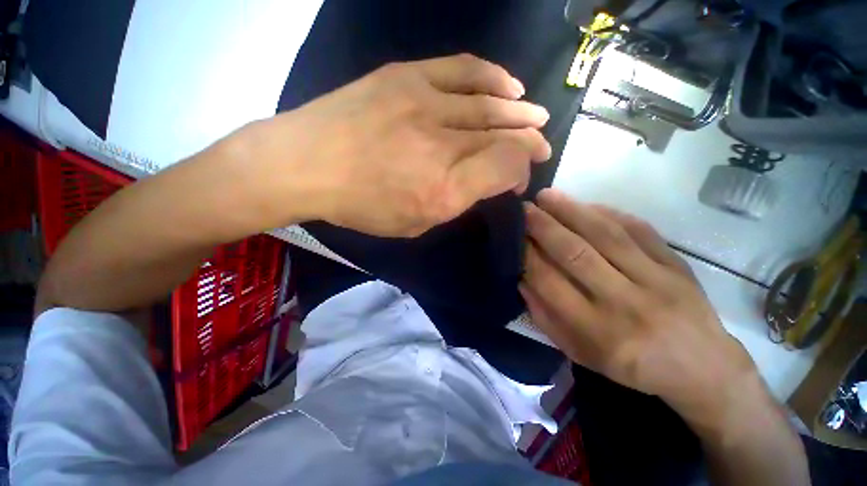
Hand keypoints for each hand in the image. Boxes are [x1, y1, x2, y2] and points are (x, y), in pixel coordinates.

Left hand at [240, 54, 551, 236]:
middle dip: (529, 142)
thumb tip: (481, 182)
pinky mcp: (408, 77)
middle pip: (504, 136)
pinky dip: (493, 78)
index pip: (506, 168)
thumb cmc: (360, 205)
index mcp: (444, 190)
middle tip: (542, 145)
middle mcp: (443, 146)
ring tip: (536, 116)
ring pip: (490, 104)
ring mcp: (426, 104)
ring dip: (520, 112)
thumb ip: (453, 203)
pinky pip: (464, 70)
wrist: (307, 164)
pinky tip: (510, 87)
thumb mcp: (413, 223)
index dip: (520, 171)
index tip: (517, 179)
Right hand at [520, 189, 758, 420]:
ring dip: (572, 211)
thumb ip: (546, 317)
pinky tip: (586, 204)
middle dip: (543, 227)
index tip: (512, 236)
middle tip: (524, 208)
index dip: (527, 256)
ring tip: (547, 196)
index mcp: (597, 331)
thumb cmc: (631, 367)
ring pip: (606, 236)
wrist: (703, 369)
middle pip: (576, 254)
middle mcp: (625, 303)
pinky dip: (609, 213)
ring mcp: (657, 281)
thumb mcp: (580, 353)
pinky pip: (640, 230)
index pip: (550, 282)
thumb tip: (521, 280)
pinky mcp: (678, 265)